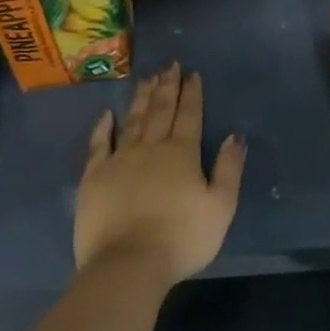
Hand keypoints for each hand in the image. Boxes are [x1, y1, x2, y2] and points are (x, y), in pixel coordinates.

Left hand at [72, 64, 244, 283]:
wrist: (128, 265)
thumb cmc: (182, 237)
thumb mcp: (221, 206)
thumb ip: (229, 168)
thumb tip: (235, 136)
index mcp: (182, 153)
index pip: (189, 115)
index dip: (192, 93)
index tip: (192, 73)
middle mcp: (151, 148)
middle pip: (160, 110)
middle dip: (167, 87)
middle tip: (169, 65)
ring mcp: (119, 160)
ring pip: (133, 120)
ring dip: (141, 98)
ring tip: (146, 78)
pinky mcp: (94, 178)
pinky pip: (98, 144)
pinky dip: (103, 127)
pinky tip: (107, 114)